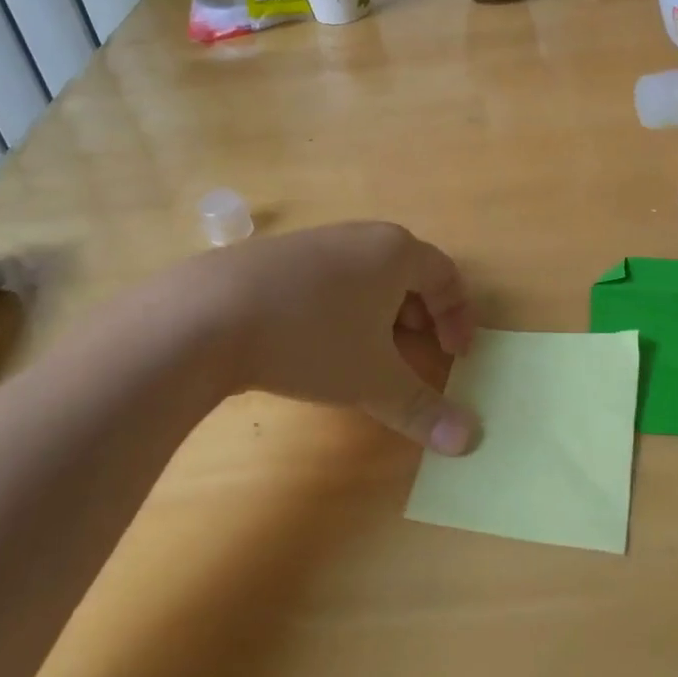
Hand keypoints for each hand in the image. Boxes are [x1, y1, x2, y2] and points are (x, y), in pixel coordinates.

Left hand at [195, 221, 479, 453]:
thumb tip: (470, 440)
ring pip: (369, 273)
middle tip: (420, 350)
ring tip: (372, 350)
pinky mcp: (280, 255)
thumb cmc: (311, 338)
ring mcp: (318, 240)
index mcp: (396, 252)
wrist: (208, 314)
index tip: (458, 355)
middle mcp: (362, 236)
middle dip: (423, 314)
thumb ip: (423, 409)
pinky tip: (320, 340)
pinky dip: (346, 306)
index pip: (446, 276)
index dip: (459, 317)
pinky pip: (333, 276)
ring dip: (384, 310)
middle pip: (410, 271)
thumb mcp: (372, 380)